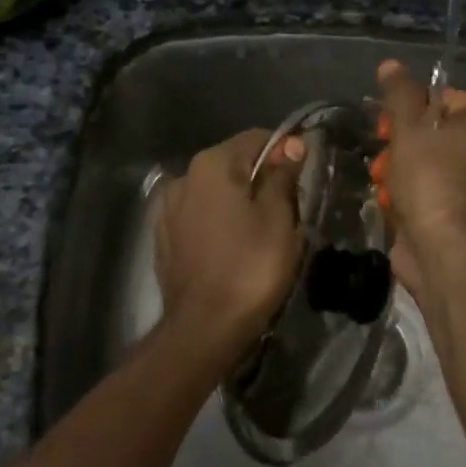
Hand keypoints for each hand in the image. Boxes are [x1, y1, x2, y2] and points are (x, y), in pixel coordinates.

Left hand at [154, 128, 305, 344]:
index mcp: (212, 164)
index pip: (257, 139)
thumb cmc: (250, 267)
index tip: (303, 180)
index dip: (285, 153)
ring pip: (214, 192)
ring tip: (259, 233)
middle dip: (260, 179)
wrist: (204, 327)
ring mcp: (167, 208)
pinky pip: (198, 216)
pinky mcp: (163, 236)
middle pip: (233, 164)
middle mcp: (183, 176)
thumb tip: (292, 144)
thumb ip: (282, 175)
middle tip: (288, 212)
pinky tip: (231, 247)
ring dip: (237, 202)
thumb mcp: (278, 218)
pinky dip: (217, 222)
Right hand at [369, 60, 465, 295]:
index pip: (441, 97)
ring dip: (395, 169)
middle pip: (429, 131)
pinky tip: (390, 202)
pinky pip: (424, 188)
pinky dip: (405, 193)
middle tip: (384, 154)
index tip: (387, 126)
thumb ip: (399, 93)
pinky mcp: (456, 209)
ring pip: (421, 161)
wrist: (442, 247)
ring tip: (384, 182)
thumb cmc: (430, 177)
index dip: (407, 110)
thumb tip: (390, 64)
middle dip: (398, 144)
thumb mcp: (409, 127)